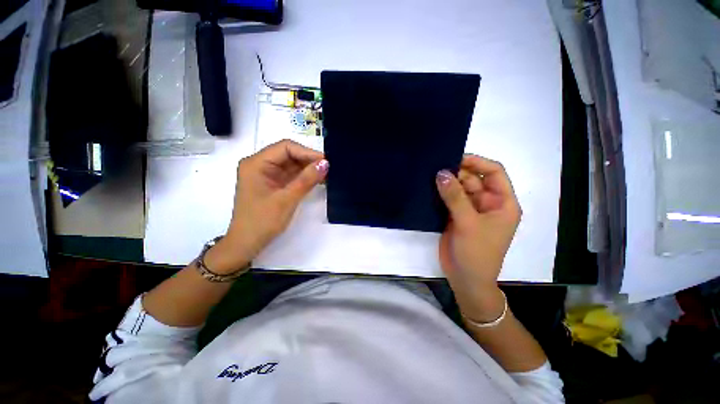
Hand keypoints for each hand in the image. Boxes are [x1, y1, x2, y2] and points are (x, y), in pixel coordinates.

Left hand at [206, 140, 327, 272]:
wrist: (247, 244)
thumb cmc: (262, 221)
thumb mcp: (286, 199)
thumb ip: (306, 180)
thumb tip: (325, 163)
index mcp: (256, 163)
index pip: (285, 147)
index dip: (307, 152)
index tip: (326, 161)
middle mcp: (260, 164)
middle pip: (289, 154)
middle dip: (309, 160)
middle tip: (329, 168)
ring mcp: (267, 175)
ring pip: (291, 164)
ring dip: (308, 169)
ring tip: (327, 174)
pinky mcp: (273, 184)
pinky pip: (291, 175)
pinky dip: (304, 177)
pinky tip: (317, 180)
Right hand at [436, 155, 520, 320]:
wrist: (465, 279)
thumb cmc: (477, 253)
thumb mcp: (468, 223)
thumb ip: (455, 197)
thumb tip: (441, 173)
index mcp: (502, 202)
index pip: (494, 172)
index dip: (477, 163)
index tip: (455, 158)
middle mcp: (487, 203)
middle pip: (473, 179)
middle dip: (456, 173)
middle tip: (435, 166)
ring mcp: (470, 210)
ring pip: (459, 189)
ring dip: (446, 183)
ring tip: (428, 174)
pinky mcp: (456, 216)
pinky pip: (448, 199)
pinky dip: (440, 193)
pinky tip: (427, 187)